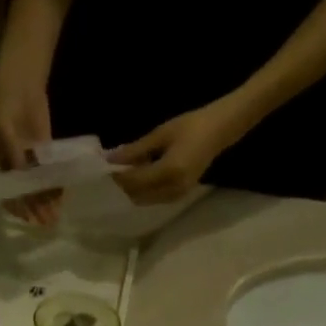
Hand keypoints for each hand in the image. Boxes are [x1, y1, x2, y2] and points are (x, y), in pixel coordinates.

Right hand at [0, 66, 62, 226]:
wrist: (22, 81)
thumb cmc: (5, 102)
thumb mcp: (4, 127)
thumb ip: (13, 153)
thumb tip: (23, 176)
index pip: (4, 192)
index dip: (15, 206)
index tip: (26, 217)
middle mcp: (11, 167)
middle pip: (22, 194)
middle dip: (34, 209)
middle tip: (46, 222)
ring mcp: (28, 161)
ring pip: (37, 187)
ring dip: (45, 201)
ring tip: (55, 215)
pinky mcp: (44, 153)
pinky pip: (49, 173)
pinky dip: (55, 185)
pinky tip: (61, 196)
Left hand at [108, 98, 249, 204]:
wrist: (221, 129)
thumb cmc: (192, 125)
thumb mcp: (161, 134)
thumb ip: (136, 150)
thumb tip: (111, 159)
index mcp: (168, 172)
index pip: (134, 182)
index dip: (118, 177)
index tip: (105, 168)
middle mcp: (172, 189)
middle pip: (137, 196)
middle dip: (123, 186)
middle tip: (113, 171)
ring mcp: (177, 195)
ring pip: (145, 200)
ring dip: (133, 189)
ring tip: (127, 171)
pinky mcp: (180, 195)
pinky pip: (155, 198)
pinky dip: (144, 190)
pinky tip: (141, 174)